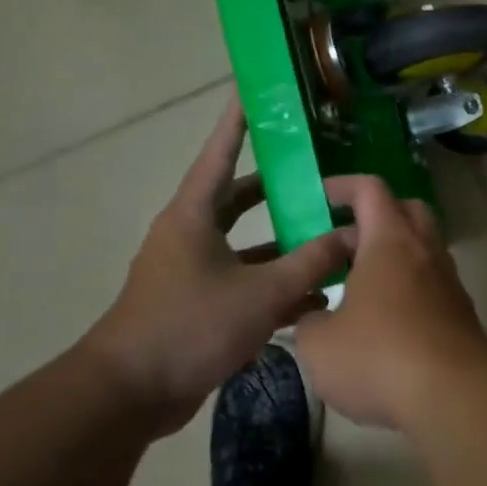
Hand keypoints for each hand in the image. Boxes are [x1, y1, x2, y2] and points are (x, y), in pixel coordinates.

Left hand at [81, 97, 350, 430]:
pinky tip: (317, 294)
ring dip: (285, 240)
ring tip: (331, 231)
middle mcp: (190, 236)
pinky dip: (277, 282)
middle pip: (239, 198)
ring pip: (248, 243)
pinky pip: (246, 280)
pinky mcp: (200, 305)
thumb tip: (356, 236)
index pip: (220, 155)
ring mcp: (194, 272)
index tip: (254, 91)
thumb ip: (313, 262)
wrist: (130, 394)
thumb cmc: (190, 327)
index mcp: (193, 217)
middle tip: (318, 170)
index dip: (238, 122)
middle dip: (278, 186)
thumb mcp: (262, 292)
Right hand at [295, 174, 486, 430]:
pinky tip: (384, 321)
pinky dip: (408, 288)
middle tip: (342, 244)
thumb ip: (309, 322)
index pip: (371, 190)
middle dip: (375, 218)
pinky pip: (431, 284)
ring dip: (393, 257)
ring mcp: (449, 282)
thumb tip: (316, 319)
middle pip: (407, 211)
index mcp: (391, 242)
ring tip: (356, 287)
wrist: (455, 394)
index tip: (320, 198)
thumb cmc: (379, 357)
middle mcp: (426, 252)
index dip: (343, 186)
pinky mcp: (461, 313)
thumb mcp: (319, 344)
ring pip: (422, 250)